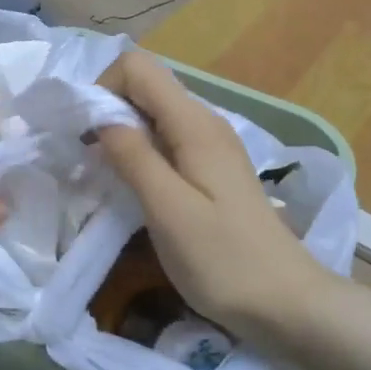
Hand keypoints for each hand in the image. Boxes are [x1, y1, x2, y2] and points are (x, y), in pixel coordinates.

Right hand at [97, 49, 335, 340]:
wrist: (287, 302)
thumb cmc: (224, 259)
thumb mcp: (169, 210)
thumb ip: (133, 157)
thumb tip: (100, 117)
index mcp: (194, 124)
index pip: (138, 67)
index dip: (103, 88)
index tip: (83, 134)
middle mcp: (205, 122)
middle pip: (146, 86)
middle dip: (107, 110)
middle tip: (86, 158)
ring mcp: (212, 146)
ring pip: (154, 114)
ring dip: (122, 134)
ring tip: (104, 175)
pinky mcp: (213, 170)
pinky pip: (167, 141)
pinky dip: (141, 153)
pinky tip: (135, 188)